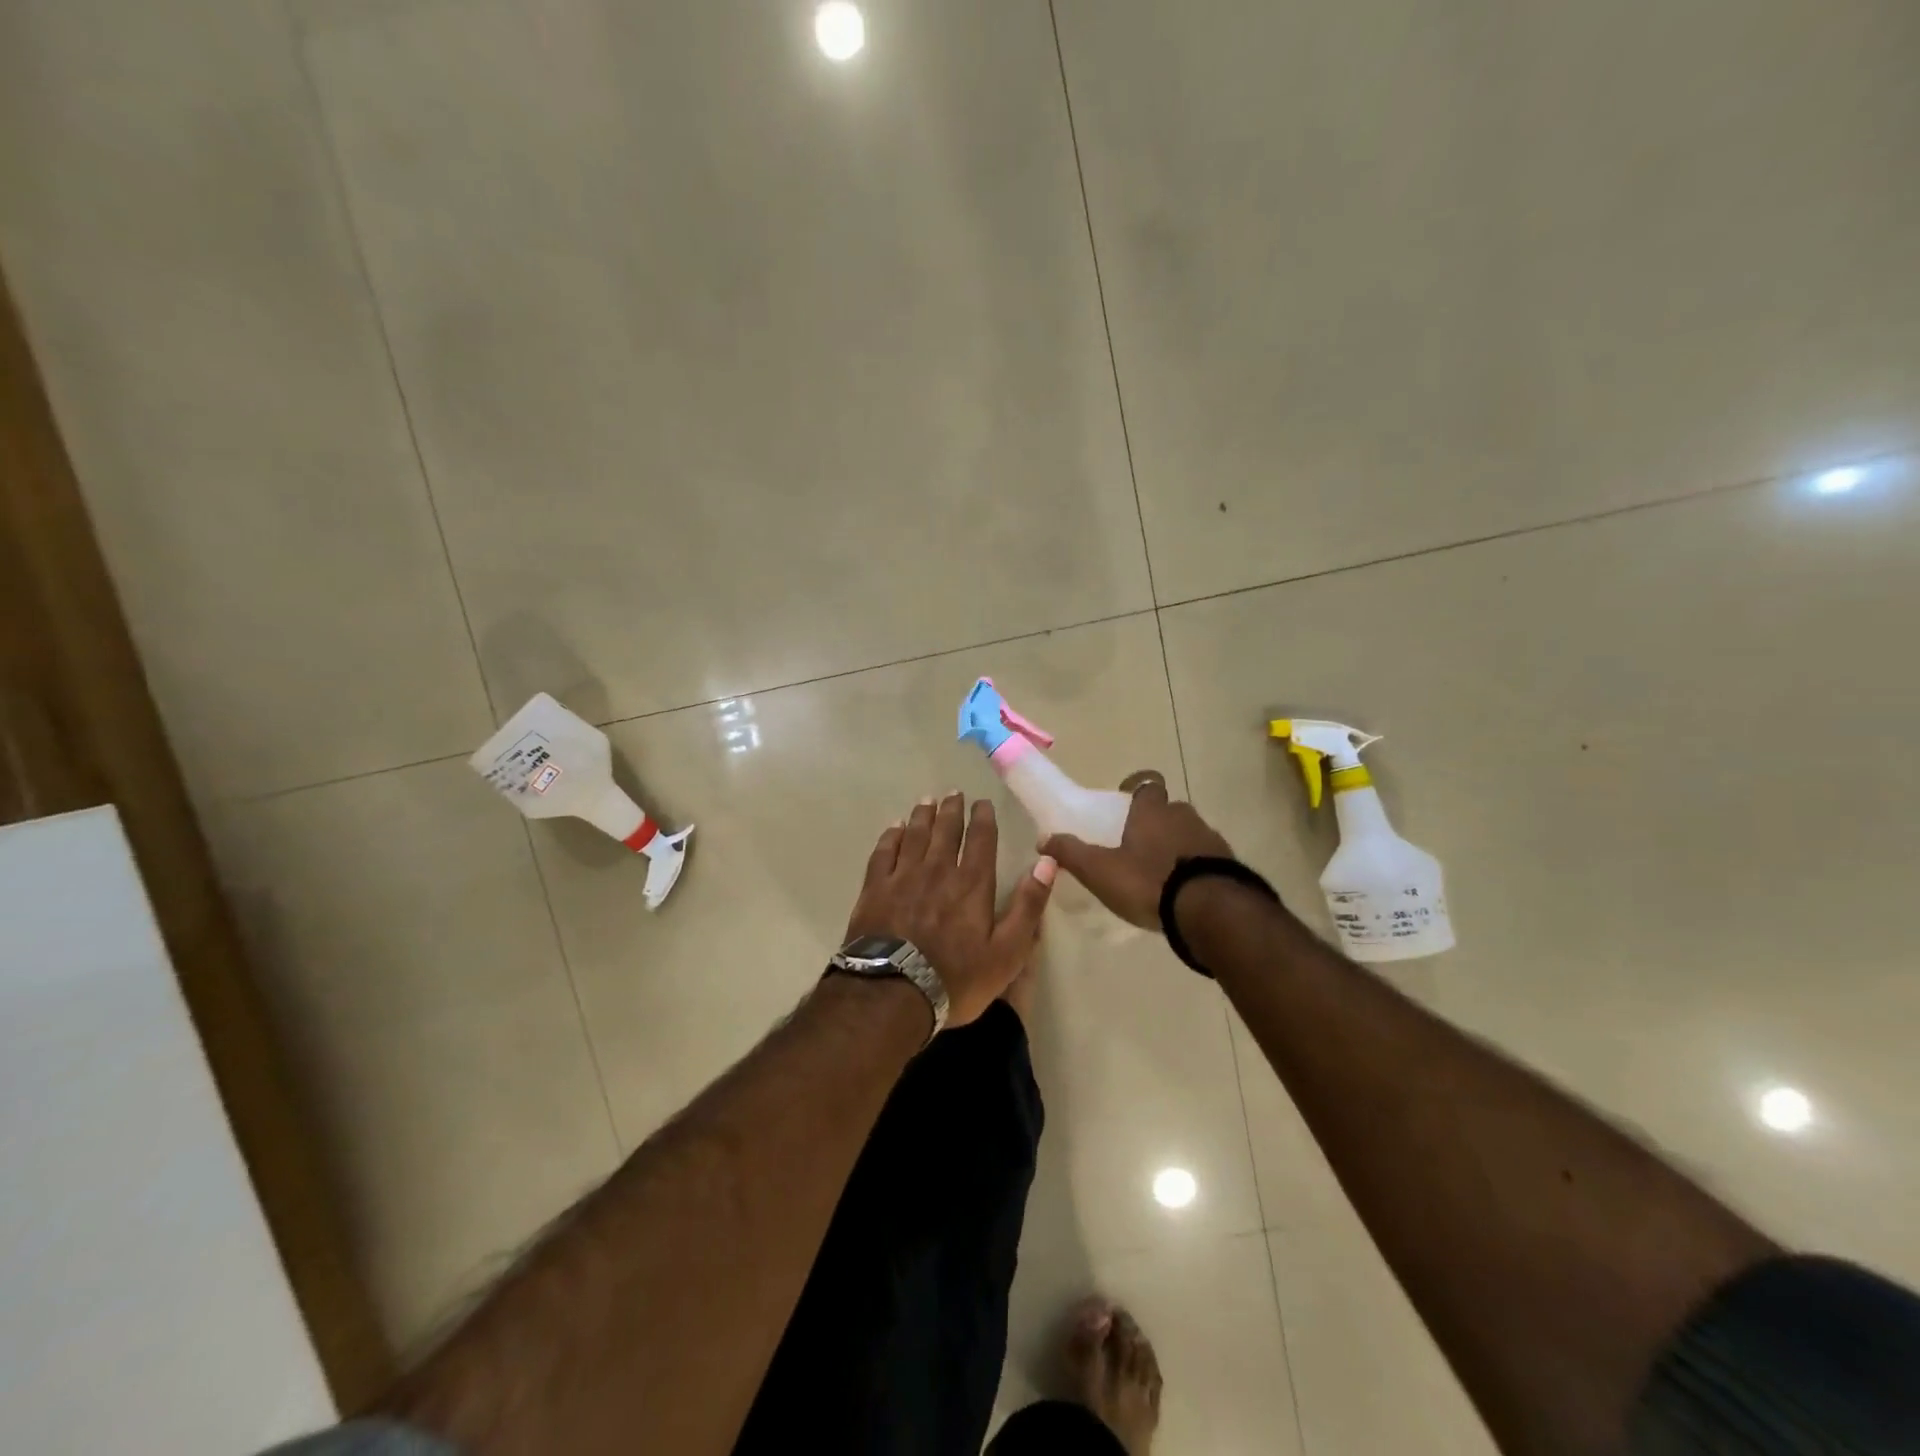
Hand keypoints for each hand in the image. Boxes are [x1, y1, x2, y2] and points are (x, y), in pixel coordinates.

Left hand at [844, 793, 1055, 1027]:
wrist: (893, 994)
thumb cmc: (956, 978)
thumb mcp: (1007, 952)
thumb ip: (1028, 906)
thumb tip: (1047, 862)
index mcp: (972, 883)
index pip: (980, 840)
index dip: (982, 818)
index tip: (982, 803)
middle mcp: (938, 870)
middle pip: (945, 830)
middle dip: (952, 810)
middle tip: (953, 793)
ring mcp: (903, 877)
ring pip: (915, 835)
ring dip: (923, 815)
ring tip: (927, 801)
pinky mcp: (875, 889)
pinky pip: (883, 852)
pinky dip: (891, 836)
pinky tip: (894, 828)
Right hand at [1041, 771, 1233, 929]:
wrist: (1212, 911)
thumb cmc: (1149, 882)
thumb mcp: (1099, 870)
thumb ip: (1071, 853)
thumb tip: (1043, 838)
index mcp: (1152, 811)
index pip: (1147, 784)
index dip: (1136, 790)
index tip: (1126, 803)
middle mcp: (1184, 816)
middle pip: (1169, 810)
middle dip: (1155, 822)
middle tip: (1138, 846)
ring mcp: (1211, 839)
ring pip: (1189, 833)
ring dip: (1177, 846)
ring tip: (1161, 874)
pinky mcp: (1230, 865)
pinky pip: (1207, 858)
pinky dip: (1196, 867)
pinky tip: (1185, 892)